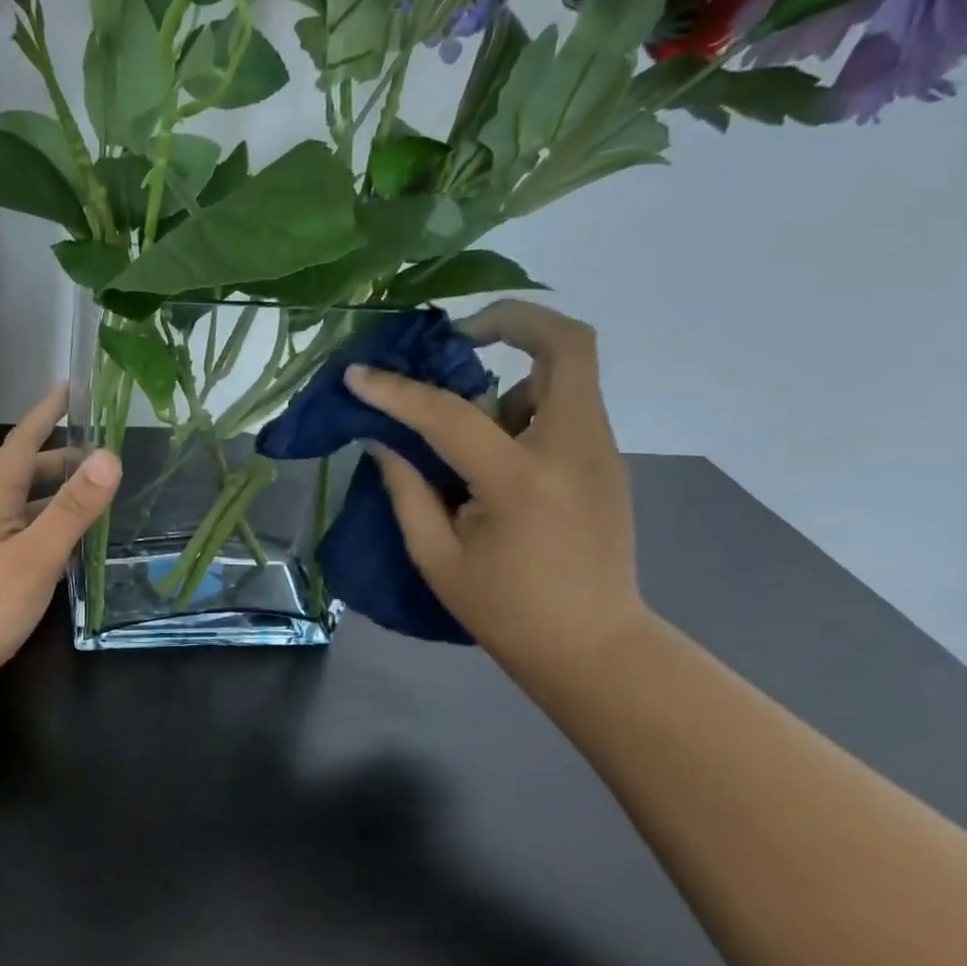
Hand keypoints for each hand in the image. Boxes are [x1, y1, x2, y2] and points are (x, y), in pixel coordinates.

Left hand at [0, 385, 119, 692]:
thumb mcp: (37, 554)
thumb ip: (73, 509)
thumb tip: (110, 456)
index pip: (21, 445)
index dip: (45, 415)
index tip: (68, 388)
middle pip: (23, 477)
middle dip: (59, 460)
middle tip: (98, 456)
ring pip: (24, 511)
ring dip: (55, 498)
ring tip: (92, 499)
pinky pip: (24, 540)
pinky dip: (50, 532)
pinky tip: (68, 549)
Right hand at [345, 299, 645, 684]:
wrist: (593, 647)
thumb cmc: (506, 612)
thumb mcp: (438, 559)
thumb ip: (407, 492)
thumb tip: (384, 442)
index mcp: (521, 481)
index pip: (450, 414)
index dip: (397, 391)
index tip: (359, 375)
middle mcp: (574, 449)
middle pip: (567, 344)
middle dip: (512, 319)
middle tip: (459, 336)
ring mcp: (601, 451)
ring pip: (568, 372)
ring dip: (516, 373)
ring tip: (470, 418)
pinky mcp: (607, 461)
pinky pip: (567, 406)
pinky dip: (528, 405)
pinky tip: (496, 449)